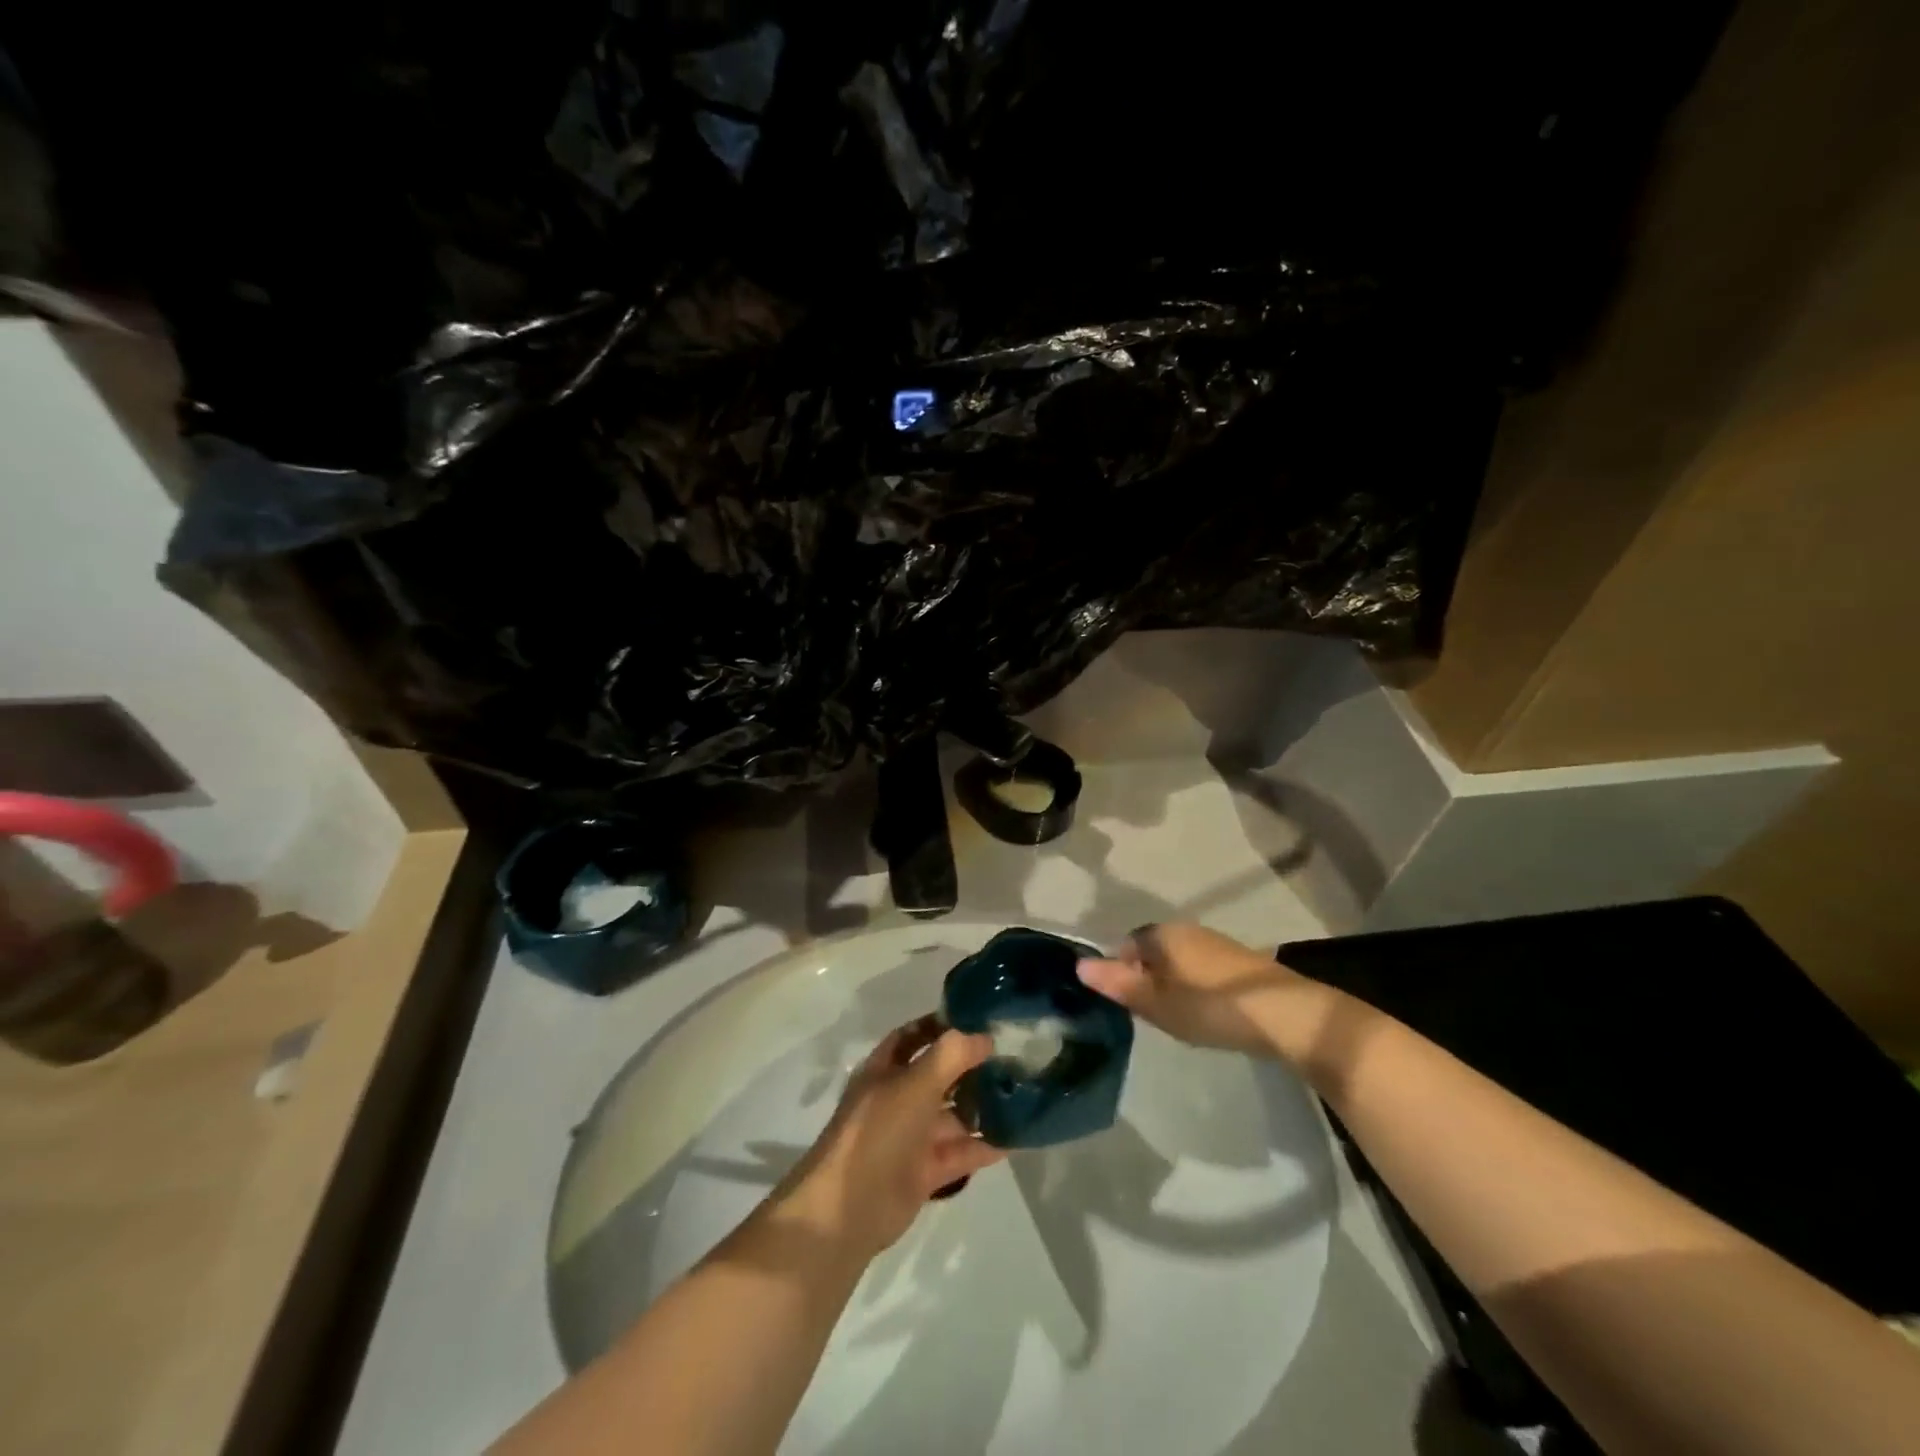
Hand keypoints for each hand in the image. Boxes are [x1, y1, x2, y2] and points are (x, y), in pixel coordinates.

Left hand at [770, 1016, 1004, 1259]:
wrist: (847, 1211)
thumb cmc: (877, 1133)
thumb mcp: (914, 1084)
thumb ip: (951, 1056)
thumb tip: (985, 1037)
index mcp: (885, 1070)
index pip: (914, 1036)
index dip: (942, 1024)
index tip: (979, 1018)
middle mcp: (898, 1098)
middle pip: (939, 1075)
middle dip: (971, 1065)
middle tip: (1013, 1054)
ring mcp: (911, 1137)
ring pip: (952, 1114)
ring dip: (982, 1105)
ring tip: (1023, 1091)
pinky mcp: (924, 1171)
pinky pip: (960, 1151)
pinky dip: (985, 1145)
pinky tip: (1017, 1136)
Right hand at [1076, 922, 1293, 1053]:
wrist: (1283, 1013)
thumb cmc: (1210, 1006)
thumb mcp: (1157, 1003)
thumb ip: (1118, 984)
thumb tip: (1079, 966)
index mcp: (1161, 934)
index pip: (1125, 945)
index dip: (1120, 973)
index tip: (1128, 1004)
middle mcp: (1185, 929)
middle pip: (1152, 951)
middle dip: (1146, 978)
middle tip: (1151, 1015)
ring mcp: (1214, 942)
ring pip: (1178, 960)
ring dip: (1172, 983)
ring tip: (1179, 1017)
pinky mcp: (1238, 959)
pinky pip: (1201, 968)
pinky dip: (1196, 986)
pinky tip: (1207, 1012)